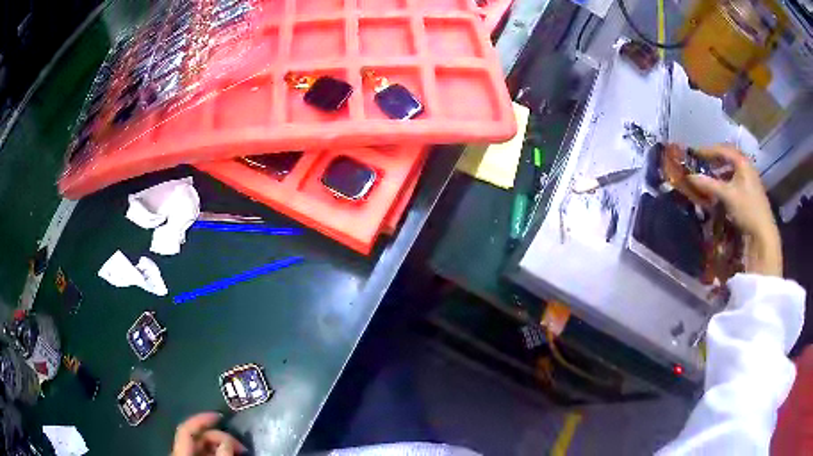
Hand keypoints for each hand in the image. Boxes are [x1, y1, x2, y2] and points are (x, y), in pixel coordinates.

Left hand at [172, 412, 246, 455]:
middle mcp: (182, 454)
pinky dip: (218, 454)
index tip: (220, 416)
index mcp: (181, 454)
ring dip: (221, 446)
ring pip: (203, 448)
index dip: (201, 419)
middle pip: (198, 438)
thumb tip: (227, 442)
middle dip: (220, 437)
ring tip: (238, 453)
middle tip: (241, 447)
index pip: (187, 429)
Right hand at [687, 144, 781, 276]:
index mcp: (742, 161)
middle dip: (714, 160)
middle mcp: (747, 166)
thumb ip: (709, 184)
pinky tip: (721, 190)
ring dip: (720, 172)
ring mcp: (750, 179)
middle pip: (728, 158)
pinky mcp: (751, 192)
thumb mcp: (727, 195)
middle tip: (701, 164)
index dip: (707, 150)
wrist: (763, 232)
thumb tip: (689, 177)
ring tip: (710, 177)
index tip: (694, 154)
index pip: (722, 149)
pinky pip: (735, 180)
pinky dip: (726, 182)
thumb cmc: (747, 208)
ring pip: (732, 170)